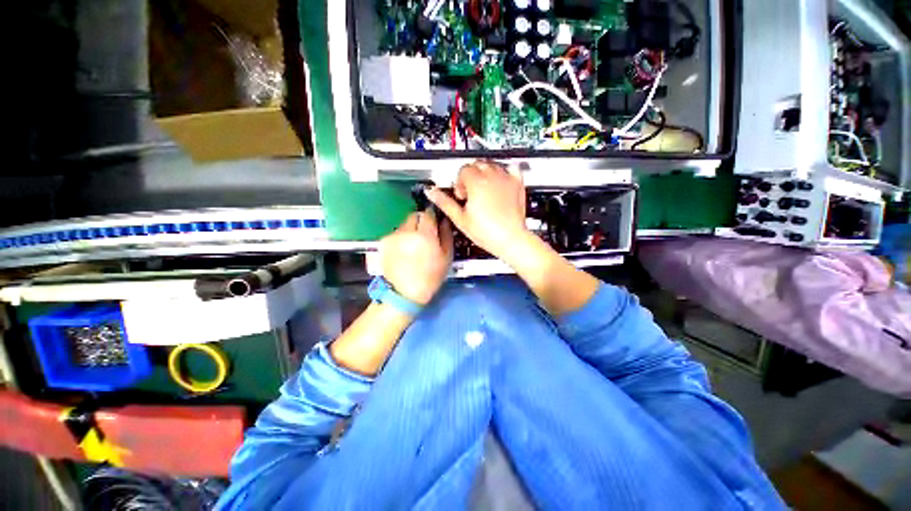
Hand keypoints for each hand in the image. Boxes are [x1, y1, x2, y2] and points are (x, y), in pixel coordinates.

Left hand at [380, 210, 452, 304]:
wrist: (404, 293)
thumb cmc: (430, 277)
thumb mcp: (446, 257)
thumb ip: (446, 235)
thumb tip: (444, 221)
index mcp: (424, 235)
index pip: (428, 213)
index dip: (433, 215)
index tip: (436, 222)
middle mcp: (406, 231)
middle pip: (415, 215)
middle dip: (421, 221)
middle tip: (426, 235)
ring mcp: (393, 235)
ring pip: (405, 224)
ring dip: (411, 229)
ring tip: (415, 245)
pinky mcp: (384, 242)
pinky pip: (397, 233)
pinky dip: (402, 237)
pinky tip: (405, 251)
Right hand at [425, 160, 531, 264]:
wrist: (510, 238)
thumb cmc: (487, 232)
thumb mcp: (460, 218)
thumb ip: (444, 202)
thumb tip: (432, 193)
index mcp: (476, 182)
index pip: (463, 170)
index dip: (459, 183)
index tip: (461, 195)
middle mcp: (492, 176)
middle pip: (476, 164)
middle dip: (470, 176)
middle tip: (470, 194)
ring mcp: (506, 179)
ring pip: (492, 164)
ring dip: (485, 174)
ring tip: (483, 191)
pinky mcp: (517, 184)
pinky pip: (511, 168)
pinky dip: (504, 172)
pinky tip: (499, 183)